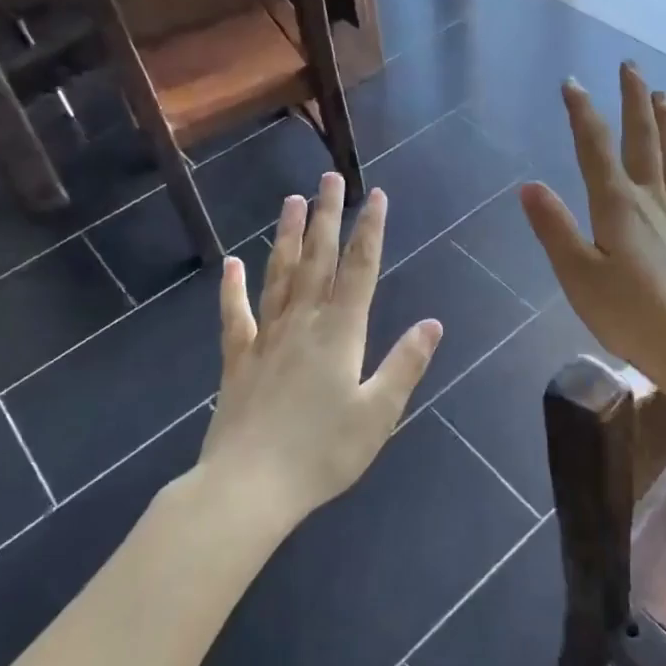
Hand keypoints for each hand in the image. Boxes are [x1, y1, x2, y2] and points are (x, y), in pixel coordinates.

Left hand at [201, 172, 442, 530]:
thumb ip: (405, 364)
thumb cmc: (322, 453)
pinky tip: (232, 265)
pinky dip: (233, 289)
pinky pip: (236, 316)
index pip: (360, 270)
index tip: (376, 196)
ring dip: (286, 236)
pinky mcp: (238, 360)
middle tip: (329, 178)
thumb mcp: (378, 413)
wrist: (248, 487)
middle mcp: (303, 323)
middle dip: (327, 216)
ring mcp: (266, 338)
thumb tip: (433, 323)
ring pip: (279, 275)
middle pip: (317, 259)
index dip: (370, 231)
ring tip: (291, 201)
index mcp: (341, 333)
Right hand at [520, 63, 665, 385]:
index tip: (573, 83)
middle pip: (645, 139)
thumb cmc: (626, 313)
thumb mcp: (577, 273)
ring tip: (665, 99)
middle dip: (635, 100)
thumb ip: (554, 227)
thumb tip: (529, 185)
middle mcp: (652, 200)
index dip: (584, 112)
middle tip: (631, 67)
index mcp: (617, 205)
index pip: (596, 147)